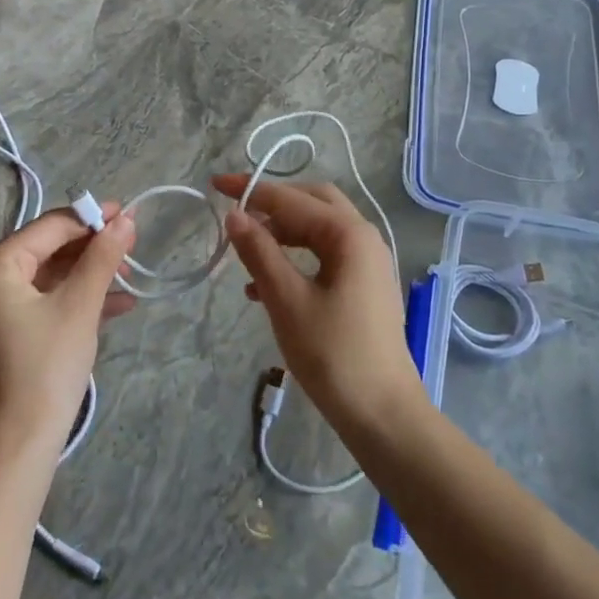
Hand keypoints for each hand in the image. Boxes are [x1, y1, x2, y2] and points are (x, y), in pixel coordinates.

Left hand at [0, 204, 136, 459]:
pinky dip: (79, 298)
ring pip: (51, 275)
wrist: (18, 446)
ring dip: (91, 273)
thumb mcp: (79, 306)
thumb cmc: (46, 367)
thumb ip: (102, 257)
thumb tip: (125, 219)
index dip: (91, 218)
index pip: (50, 226)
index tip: (130, 215)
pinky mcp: (10, 331)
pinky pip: (48, 300)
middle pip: (49, 247)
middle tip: (132, 247)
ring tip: (130, 276)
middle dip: (92, 247)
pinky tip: (119, 305)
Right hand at [211, 174, 420, 432]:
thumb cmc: (333, 354)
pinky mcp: (364, 286)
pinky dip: (295, 258)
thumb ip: (259, 252)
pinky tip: (264, 285)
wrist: (382, 414)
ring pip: (318, 230)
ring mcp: (368, 262)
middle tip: (236, 213)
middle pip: (313, 203)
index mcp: (349, 234)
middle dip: (273, 204)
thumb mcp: (286, 300)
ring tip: (245, 253)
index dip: (252, 190)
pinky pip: (325, 255)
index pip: (292, 199)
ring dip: (282, 233)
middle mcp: (364, 238)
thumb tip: (234, 215)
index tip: (216, 184)